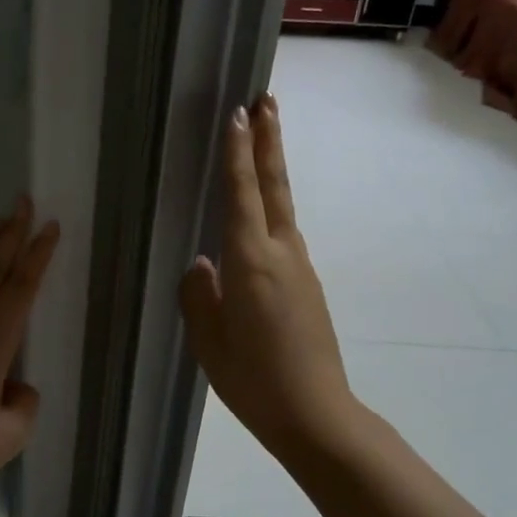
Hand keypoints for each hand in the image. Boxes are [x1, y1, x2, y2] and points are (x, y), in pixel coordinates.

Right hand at [180, 94, 361, 460]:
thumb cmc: (254, 381)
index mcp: (252, 263)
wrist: (318, 415)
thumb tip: (201, 264)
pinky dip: (273, 209)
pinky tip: (258, 220)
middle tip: (266, 100)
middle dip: (270, 141)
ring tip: (263, 141)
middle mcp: (282, 254)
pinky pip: (284, 235)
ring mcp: (301, 269)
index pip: (242, 195)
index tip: (238, 114)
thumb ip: (199, 295)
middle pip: (276, 187)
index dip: (239, 153)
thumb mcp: (209, 341)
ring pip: (283, 208)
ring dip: (273, 170)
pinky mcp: (308, 286)